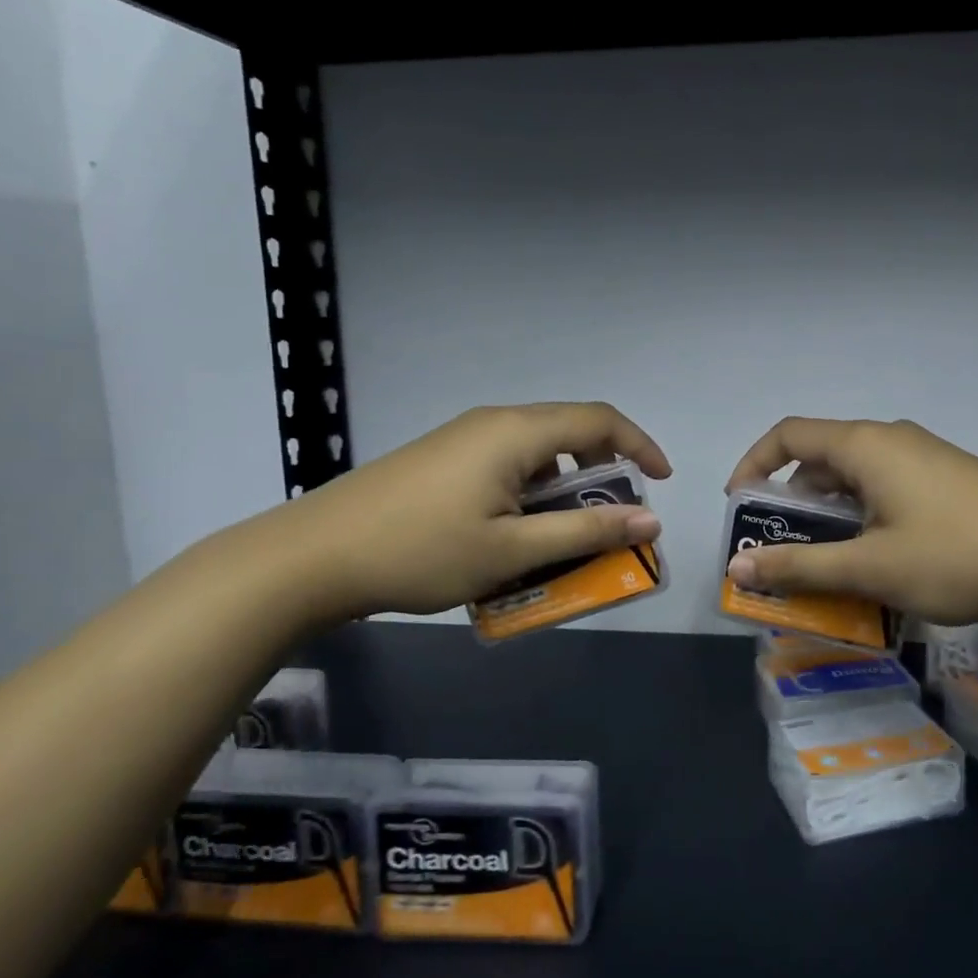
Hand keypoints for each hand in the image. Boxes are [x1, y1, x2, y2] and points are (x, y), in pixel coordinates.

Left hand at [284, 403, 670, 620]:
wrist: (313, 556)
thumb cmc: (422, 552)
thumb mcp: (513, 550)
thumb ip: (586, 532)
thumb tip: (651, 519)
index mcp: (517, 432)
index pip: (600, 421)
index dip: (640, 445)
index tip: (664, 481)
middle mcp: (494, 421)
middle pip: (569, 431)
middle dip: (604, 471)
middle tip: (616, 517)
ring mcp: (463, 437)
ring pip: (536, 450)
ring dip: (565, 486)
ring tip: (566, 533)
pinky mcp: (441, 457)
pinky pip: (506, 462)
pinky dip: (531, 491)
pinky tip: (515, 531)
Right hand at [723, 417, 977, 625]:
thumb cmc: (953, 556)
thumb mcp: (868, 568)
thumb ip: (799, 566)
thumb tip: (737, 568)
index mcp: (865, 445)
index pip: (789, 435)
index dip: (753, 464)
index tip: (740, 507)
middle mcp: (893, 439)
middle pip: (822, 456)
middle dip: (792, 500)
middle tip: (781, 547)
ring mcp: (927, 457)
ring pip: (858, 476)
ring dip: (831, 513)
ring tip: (827, 561)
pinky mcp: (951, 479)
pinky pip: (889, 487)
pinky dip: (865, 515)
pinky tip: (879, 558)